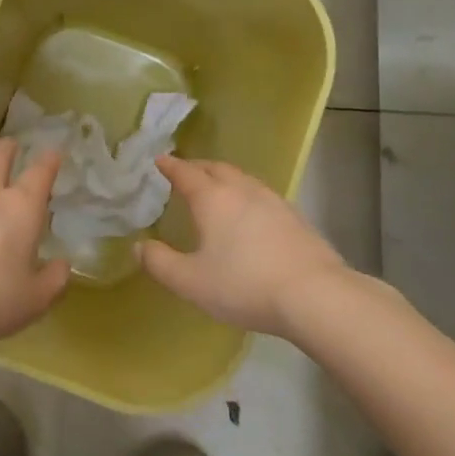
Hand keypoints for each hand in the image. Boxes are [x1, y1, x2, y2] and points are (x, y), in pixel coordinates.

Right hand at [138, 156, 347, 336]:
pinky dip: (246, 194)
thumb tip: (139, 247)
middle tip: (184, 171)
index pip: (185, 173)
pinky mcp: (295, 216)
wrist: (315, 295)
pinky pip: (261, 194)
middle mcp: (241, 190)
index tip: (159, 160)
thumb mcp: (191, 282)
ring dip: (223, 177)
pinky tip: (250, 213)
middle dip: (197, 166)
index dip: (169, 166)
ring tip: (215, 188)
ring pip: (242, 178)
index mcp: (212, 199)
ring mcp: (272, 200)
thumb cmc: (244, 285)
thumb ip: (160, 263)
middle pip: (215, 168)